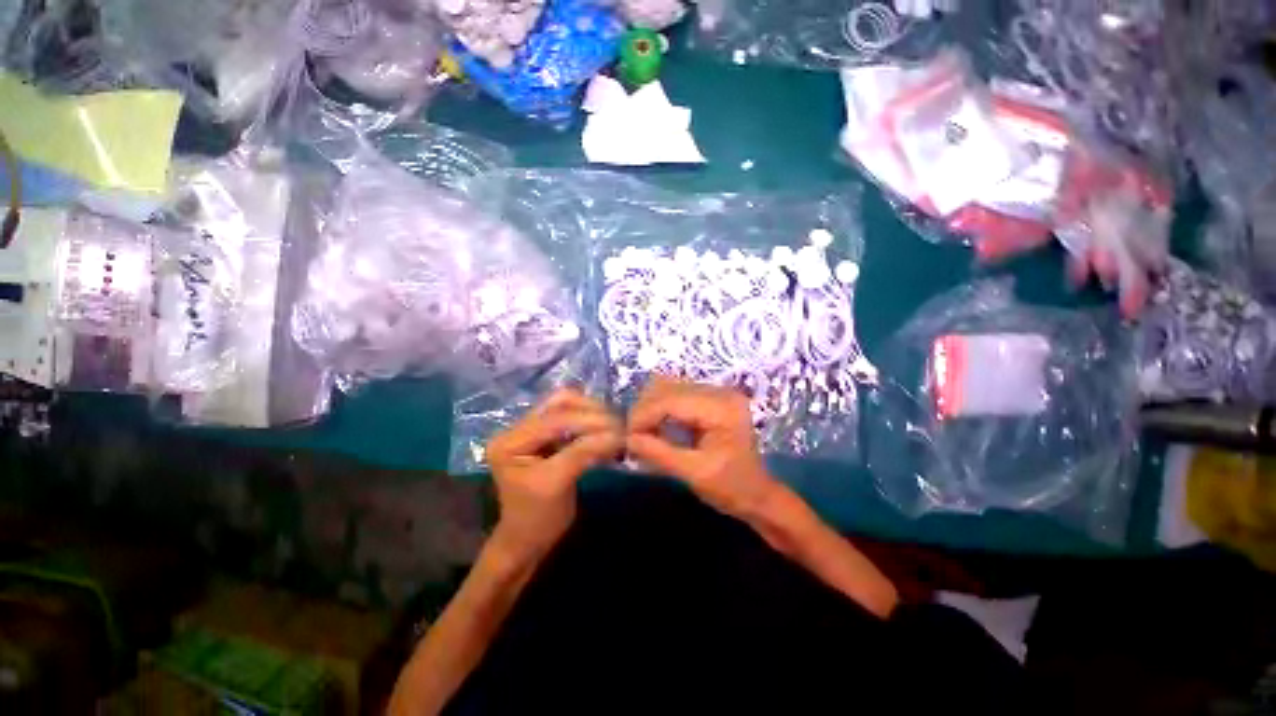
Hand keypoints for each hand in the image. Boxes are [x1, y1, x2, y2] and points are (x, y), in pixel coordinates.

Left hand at [487, 389, 622, 559]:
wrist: (528, 540)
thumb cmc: (537, 519)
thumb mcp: (557, 484)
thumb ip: (583, 454)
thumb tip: (616, 434)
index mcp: (509, 441)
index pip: (553, 420)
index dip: (587, 421)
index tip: (618, 429)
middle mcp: (516, 428)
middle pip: (558, 403)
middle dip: (591, 412)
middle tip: (618, 425)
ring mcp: (531, 429)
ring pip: (566, 406)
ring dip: (592, 413)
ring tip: (613, 427)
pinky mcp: (545, 435)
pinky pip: (571, 417)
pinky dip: (590, 421)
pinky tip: (605, 431)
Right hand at [626, 377, 778, 519]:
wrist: (757, 493)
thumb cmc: (731, 488)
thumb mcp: (694, 474)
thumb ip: (659, 453)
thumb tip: (627, 439)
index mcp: (722, 408)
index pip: (672, 400)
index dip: (644, 415)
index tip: (627, 435)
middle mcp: (720, 392)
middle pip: (669, 388)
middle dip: (645, 410)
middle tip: (632, 435)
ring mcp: (716, 392)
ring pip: (669, 387)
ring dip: (651, 406)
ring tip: (642, 430)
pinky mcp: (710, 398)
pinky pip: (676, 393)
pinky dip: (661, 407)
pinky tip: (655, 424)